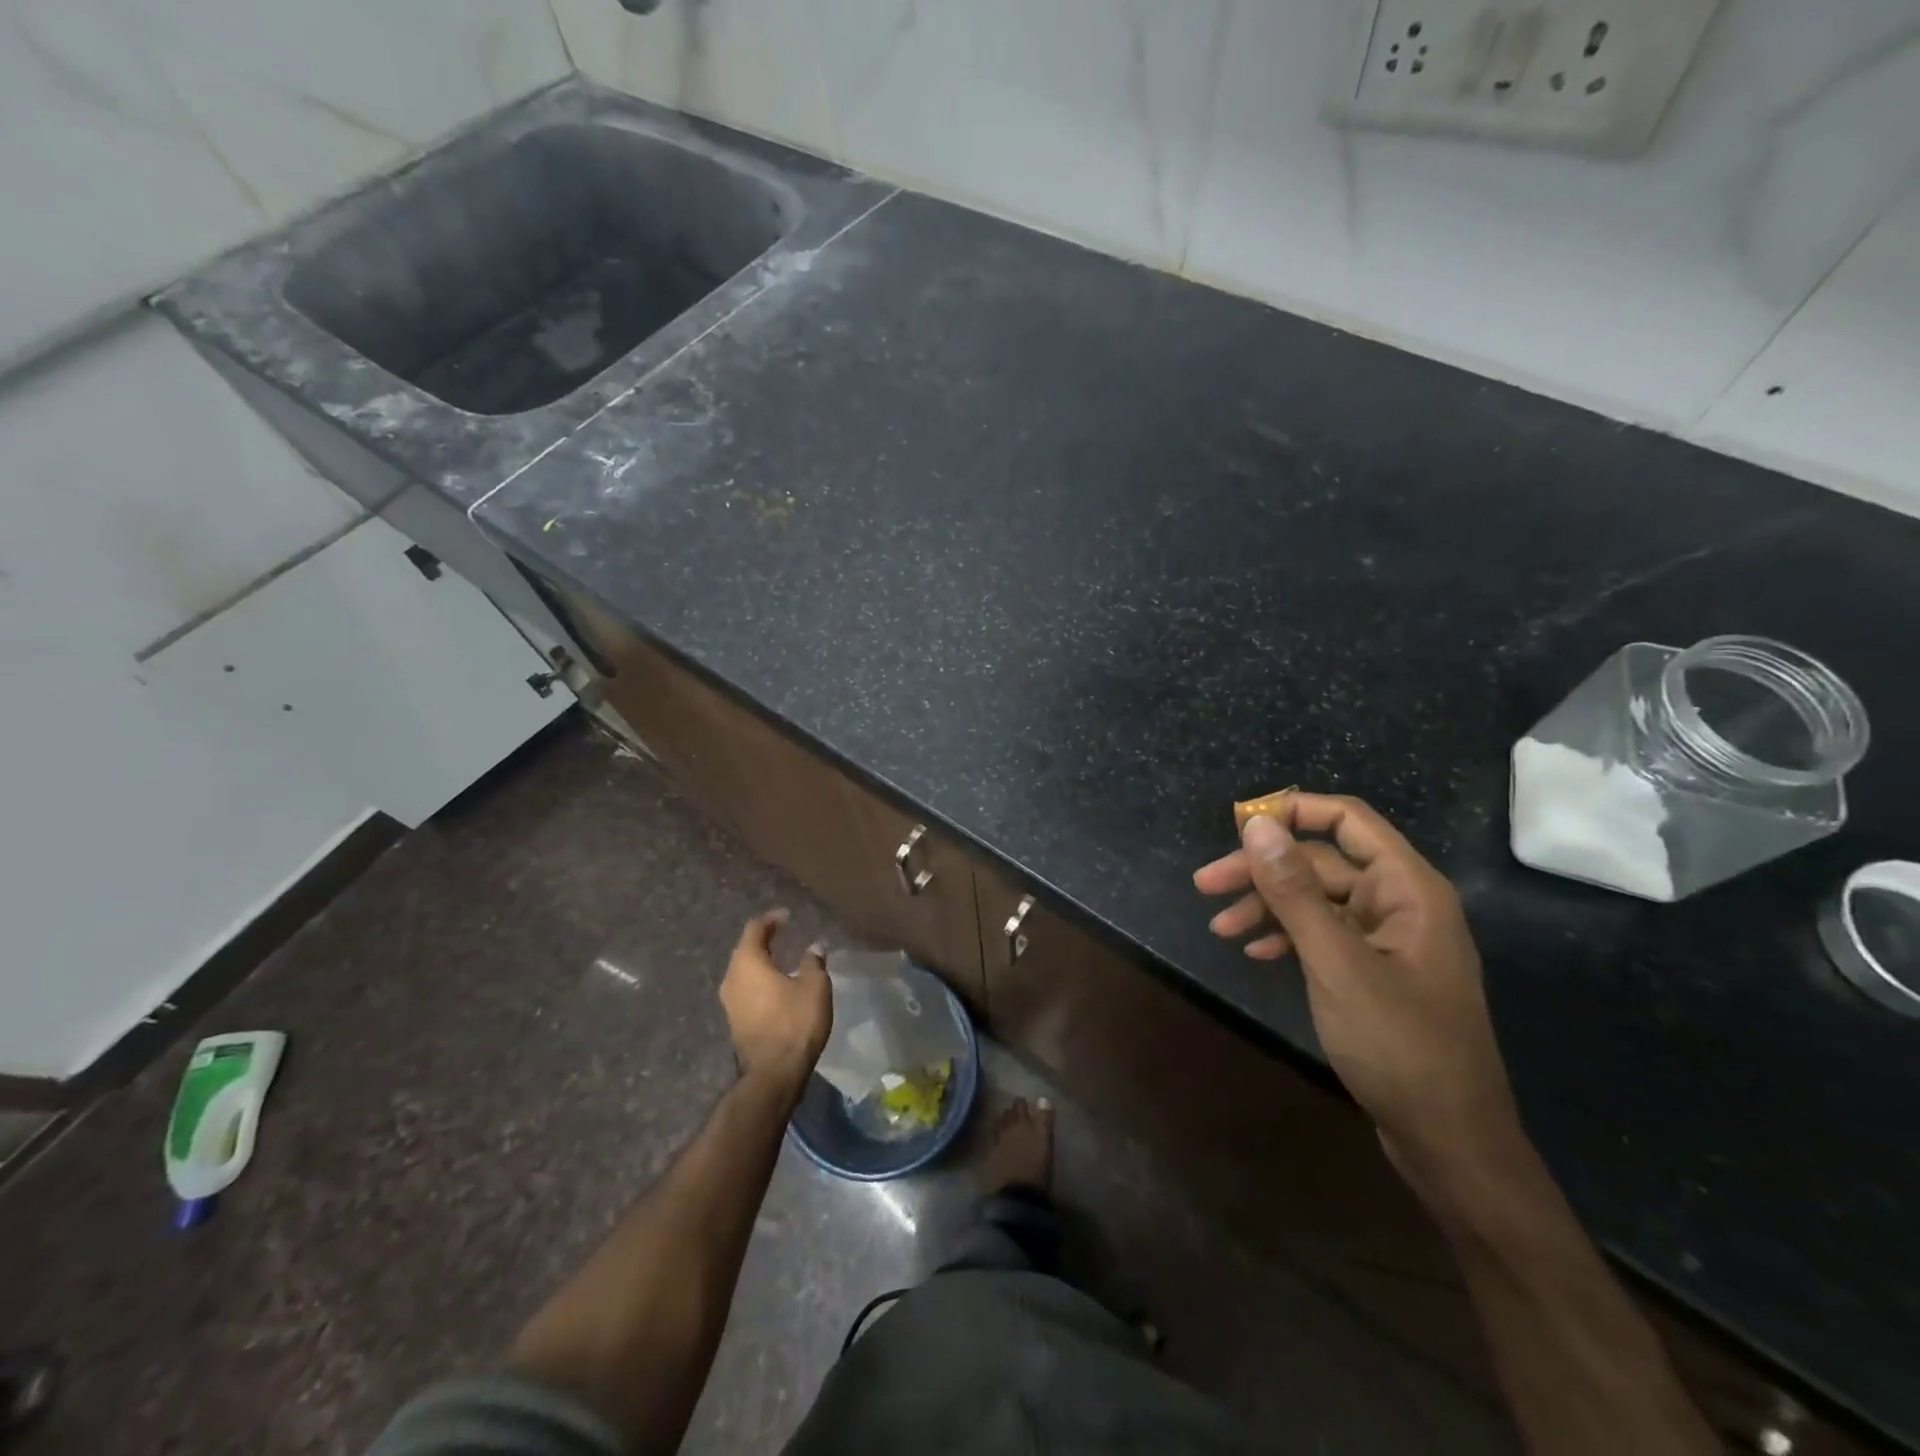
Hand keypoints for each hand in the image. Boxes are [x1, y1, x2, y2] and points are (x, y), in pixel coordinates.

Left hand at [719, 910, 831, 1099]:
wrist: (774, 1074)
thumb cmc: (795, 1023)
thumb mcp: (814, 987)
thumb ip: (813, 962)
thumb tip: (814, 946)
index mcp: (748, 963)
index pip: (755, 929)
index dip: (772, 919)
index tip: (788, 917)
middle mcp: (732, 979)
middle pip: (745, 950)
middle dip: (764, 940)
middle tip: (785, 935)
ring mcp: (729, 1002)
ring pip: (743, 972)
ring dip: (761, 962)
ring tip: (782, 959)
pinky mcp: (734, 1021)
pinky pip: (745, 990)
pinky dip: (759, 981)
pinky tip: (776, 986)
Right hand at [1194, 795, 1524, 1208]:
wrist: (1449, 1141)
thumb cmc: (1399, 1045)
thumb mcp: (1336, 963)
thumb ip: (1295, 891)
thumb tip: (1256, 825)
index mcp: (1407, 888)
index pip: (1347, 820)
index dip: (1292, 813)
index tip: (1238, 828)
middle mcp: (1400, 904)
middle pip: (1322, 862)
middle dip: (1263, 871)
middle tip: (1205, 886)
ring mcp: (1387, 940)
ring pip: (1317, 900)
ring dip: (1267, 906)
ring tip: (1220, 928)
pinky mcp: (1374, 972)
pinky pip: (1323, 935)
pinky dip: (1286, 936)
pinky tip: (1256, 952)